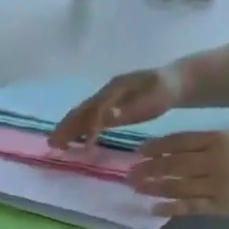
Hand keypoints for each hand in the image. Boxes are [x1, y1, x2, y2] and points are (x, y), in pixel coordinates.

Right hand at [50, 65, 183, 148]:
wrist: (176, 81)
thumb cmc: (165, 91)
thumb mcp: (152, 98)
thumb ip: (130, 108)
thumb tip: (107, 117)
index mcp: (114, 89)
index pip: (94, 110)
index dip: (86, 128)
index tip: (80, 147)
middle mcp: (106, 92)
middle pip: (82, 110)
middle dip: (66, 127)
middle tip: (52, 144)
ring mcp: (107, 97)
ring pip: (83, 113)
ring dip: (69, 128)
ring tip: (56, 144)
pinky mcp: (110, 105)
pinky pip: (90, 116)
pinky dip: (79, 128)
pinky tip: (74, 140)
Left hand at [129, 130, 228, 216]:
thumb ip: (205, 142)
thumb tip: (168, 148)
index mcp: (219, 139)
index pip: (180, 142)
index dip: (157, 147)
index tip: (138, 151)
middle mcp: (215, 160)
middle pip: (174, 164)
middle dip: (149, 169)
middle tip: (129, 173)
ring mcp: (217, 184)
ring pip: (178, 186)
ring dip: (154, 187)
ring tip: (136, 188)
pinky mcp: (219, 205)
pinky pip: (190, 207)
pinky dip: (170, 207)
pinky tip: (154, 208)